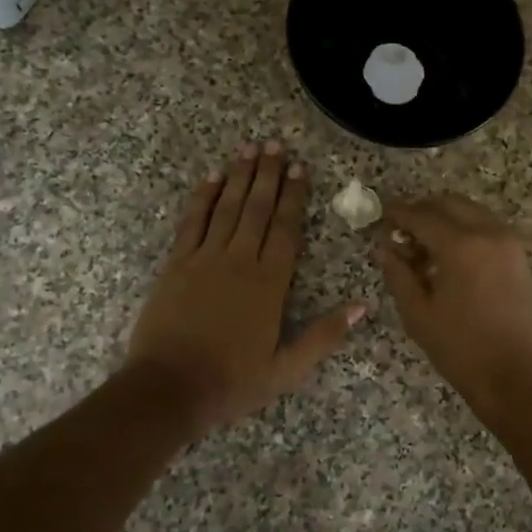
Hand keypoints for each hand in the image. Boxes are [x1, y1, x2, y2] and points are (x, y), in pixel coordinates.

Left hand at [128, 141, 364, 438]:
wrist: (169, 388)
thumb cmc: (232, 381)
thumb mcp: (287, 369)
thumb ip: (325, 336)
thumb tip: (363, 306)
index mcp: (270, 284)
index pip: (286, 229)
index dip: (294, 197)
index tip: (300, 168)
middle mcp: (239, 261)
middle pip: (256, 208)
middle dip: (268, 174)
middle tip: (275, 143)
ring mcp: (204, 259)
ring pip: (226, 208)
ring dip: (238, 176)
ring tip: (249, 148)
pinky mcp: (176, 264)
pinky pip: (191, 222)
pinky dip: (202, 198)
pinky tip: (210, 178)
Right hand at [376, 194, 531, 420]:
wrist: (516, 376)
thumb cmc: (461, 348)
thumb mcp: (418, 313)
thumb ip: (398, 274)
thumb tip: (383, 248)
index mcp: (461, 245)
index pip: (422, 216)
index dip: (398, 214)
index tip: (380, 217)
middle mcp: (488, 232)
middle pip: (449, 203)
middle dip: (422, 211)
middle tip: (399, 231)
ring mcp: (508, 242)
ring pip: (469, 212)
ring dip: (444, 219)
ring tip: (421, 248)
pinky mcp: (518, 255)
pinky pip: (485, 227)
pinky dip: (463, 230)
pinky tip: (446, 257)